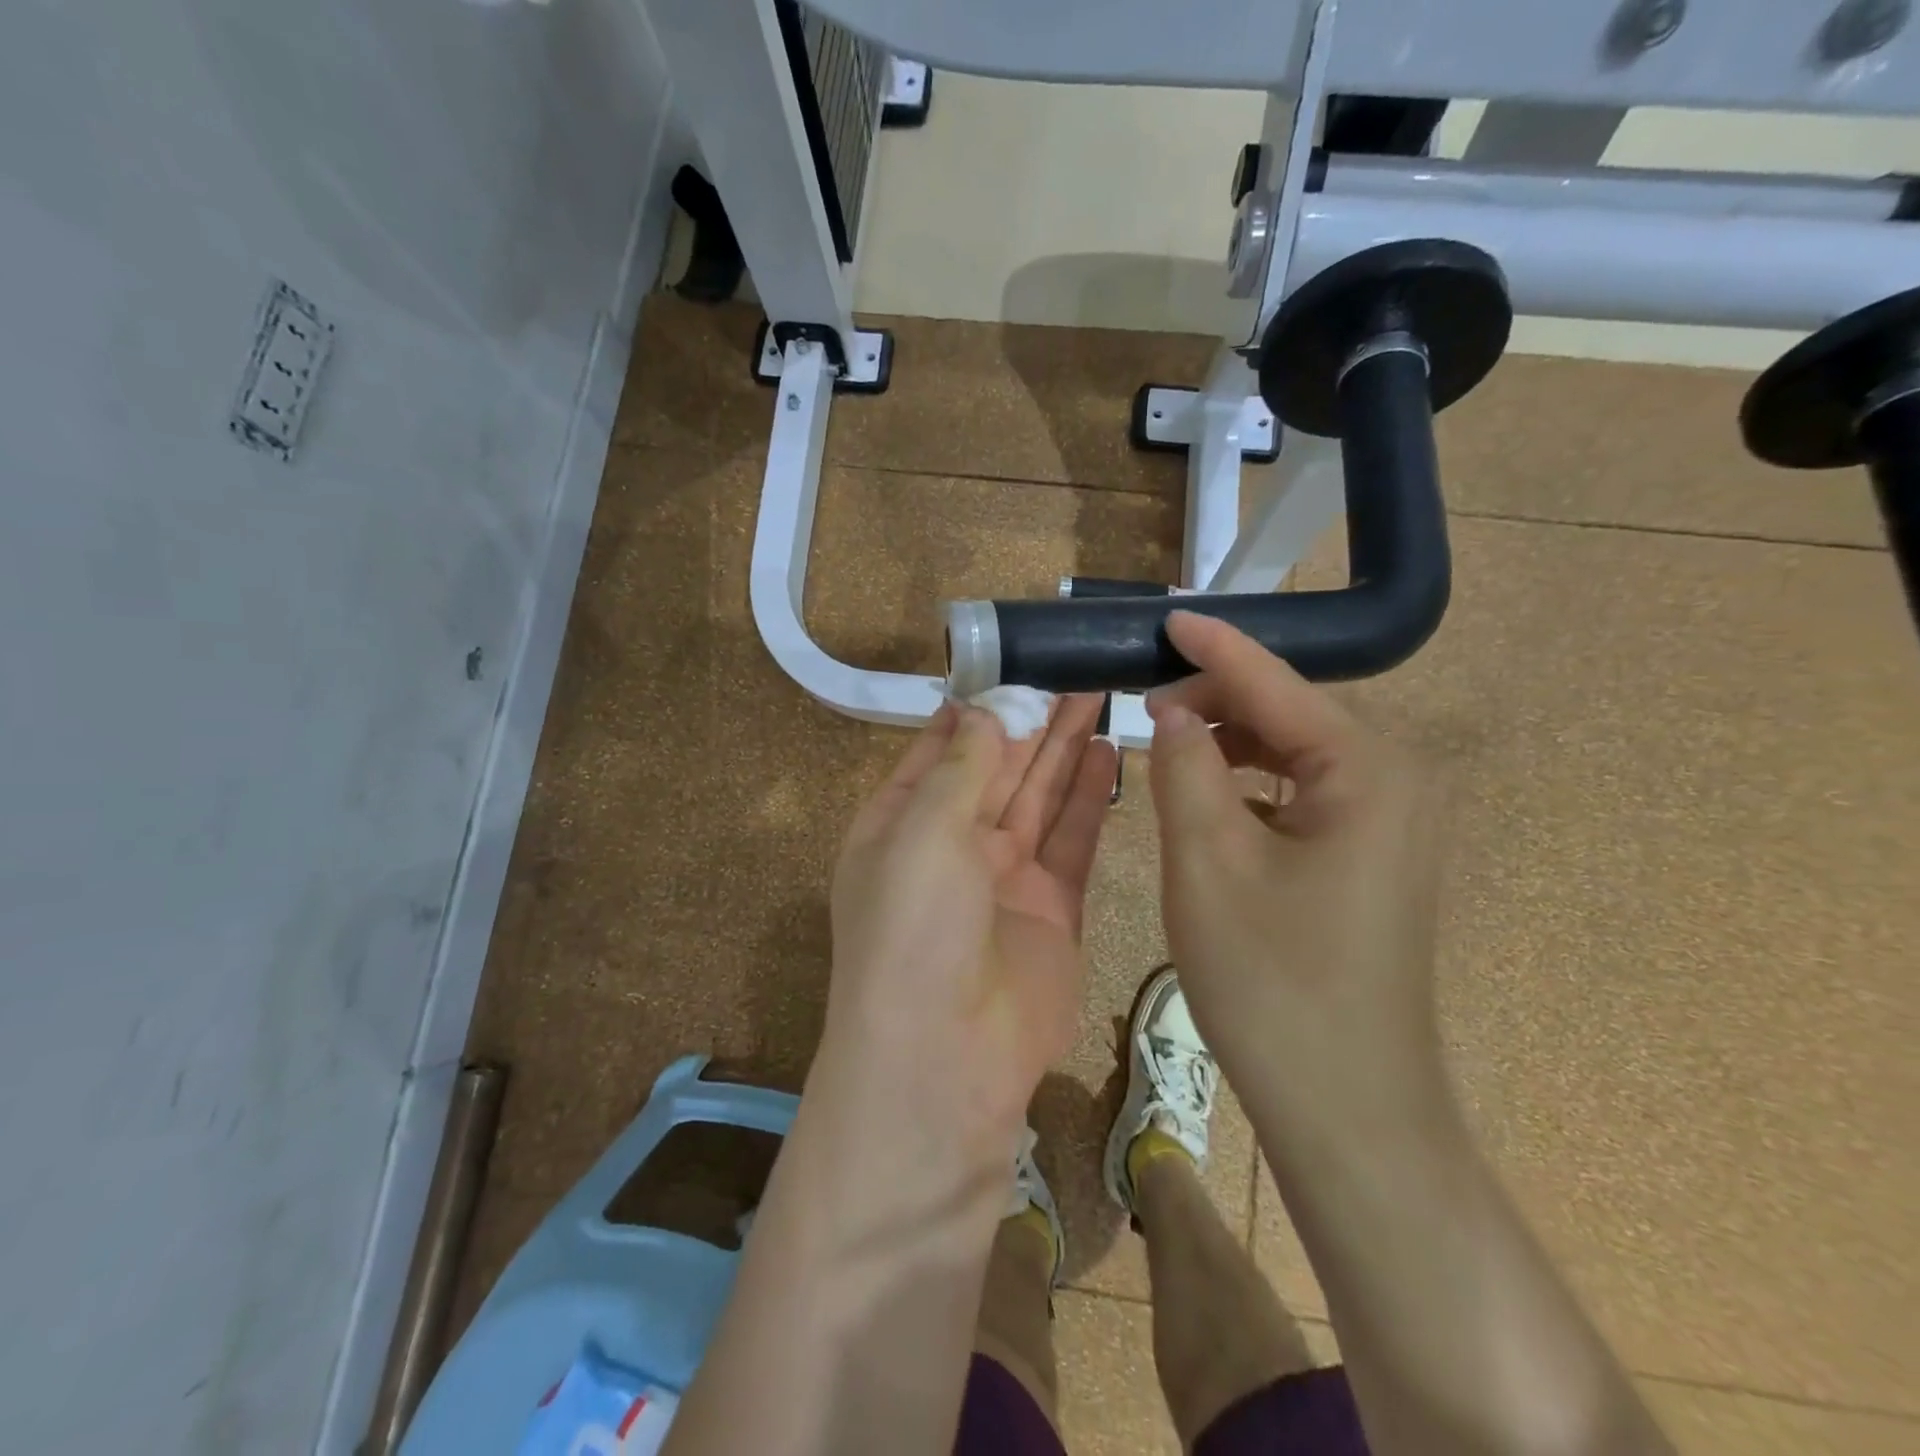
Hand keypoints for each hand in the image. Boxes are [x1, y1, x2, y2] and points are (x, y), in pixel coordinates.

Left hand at [814, 697, 1117, 1175]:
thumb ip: (962, 768)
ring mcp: (1003, 879)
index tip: (1016, 663)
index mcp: (900, 824)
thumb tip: (982, 712)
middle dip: (1032, 720)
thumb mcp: (923, 830)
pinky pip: (1072, 840)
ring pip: (1039, 797)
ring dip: (1065, 748)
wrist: (946, 1056)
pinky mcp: (1052, 908)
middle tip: (1074, 669)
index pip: (941, 750)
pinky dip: (1088, 797)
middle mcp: (950, 846)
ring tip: (1098, 695)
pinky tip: (1109, 752)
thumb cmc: (915, 927)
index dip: (978, 708)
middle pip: (998, 768)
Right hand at [1146, 612, 1449, 1138]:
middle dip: (1217, 698)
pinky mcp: (1368, 858)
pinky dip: (1249, 784)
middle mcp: (1392, 782)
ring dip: (1229, 741)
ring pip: (1293, 753)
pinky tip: (1206, 797)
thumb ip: (1184, 769)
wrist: (1345, 1105)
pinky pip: (1300, 794)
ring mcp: (1387, 824)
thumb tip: (1172, 713)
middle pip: (1290, 712)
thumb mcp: (1207, 863)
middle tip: (1146, 706)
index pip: (1276, 682)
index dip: (1214, 647)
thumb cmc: (1272, 981)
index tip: (1165, 616)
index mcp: (1366, 770)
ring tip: (1167, 745)